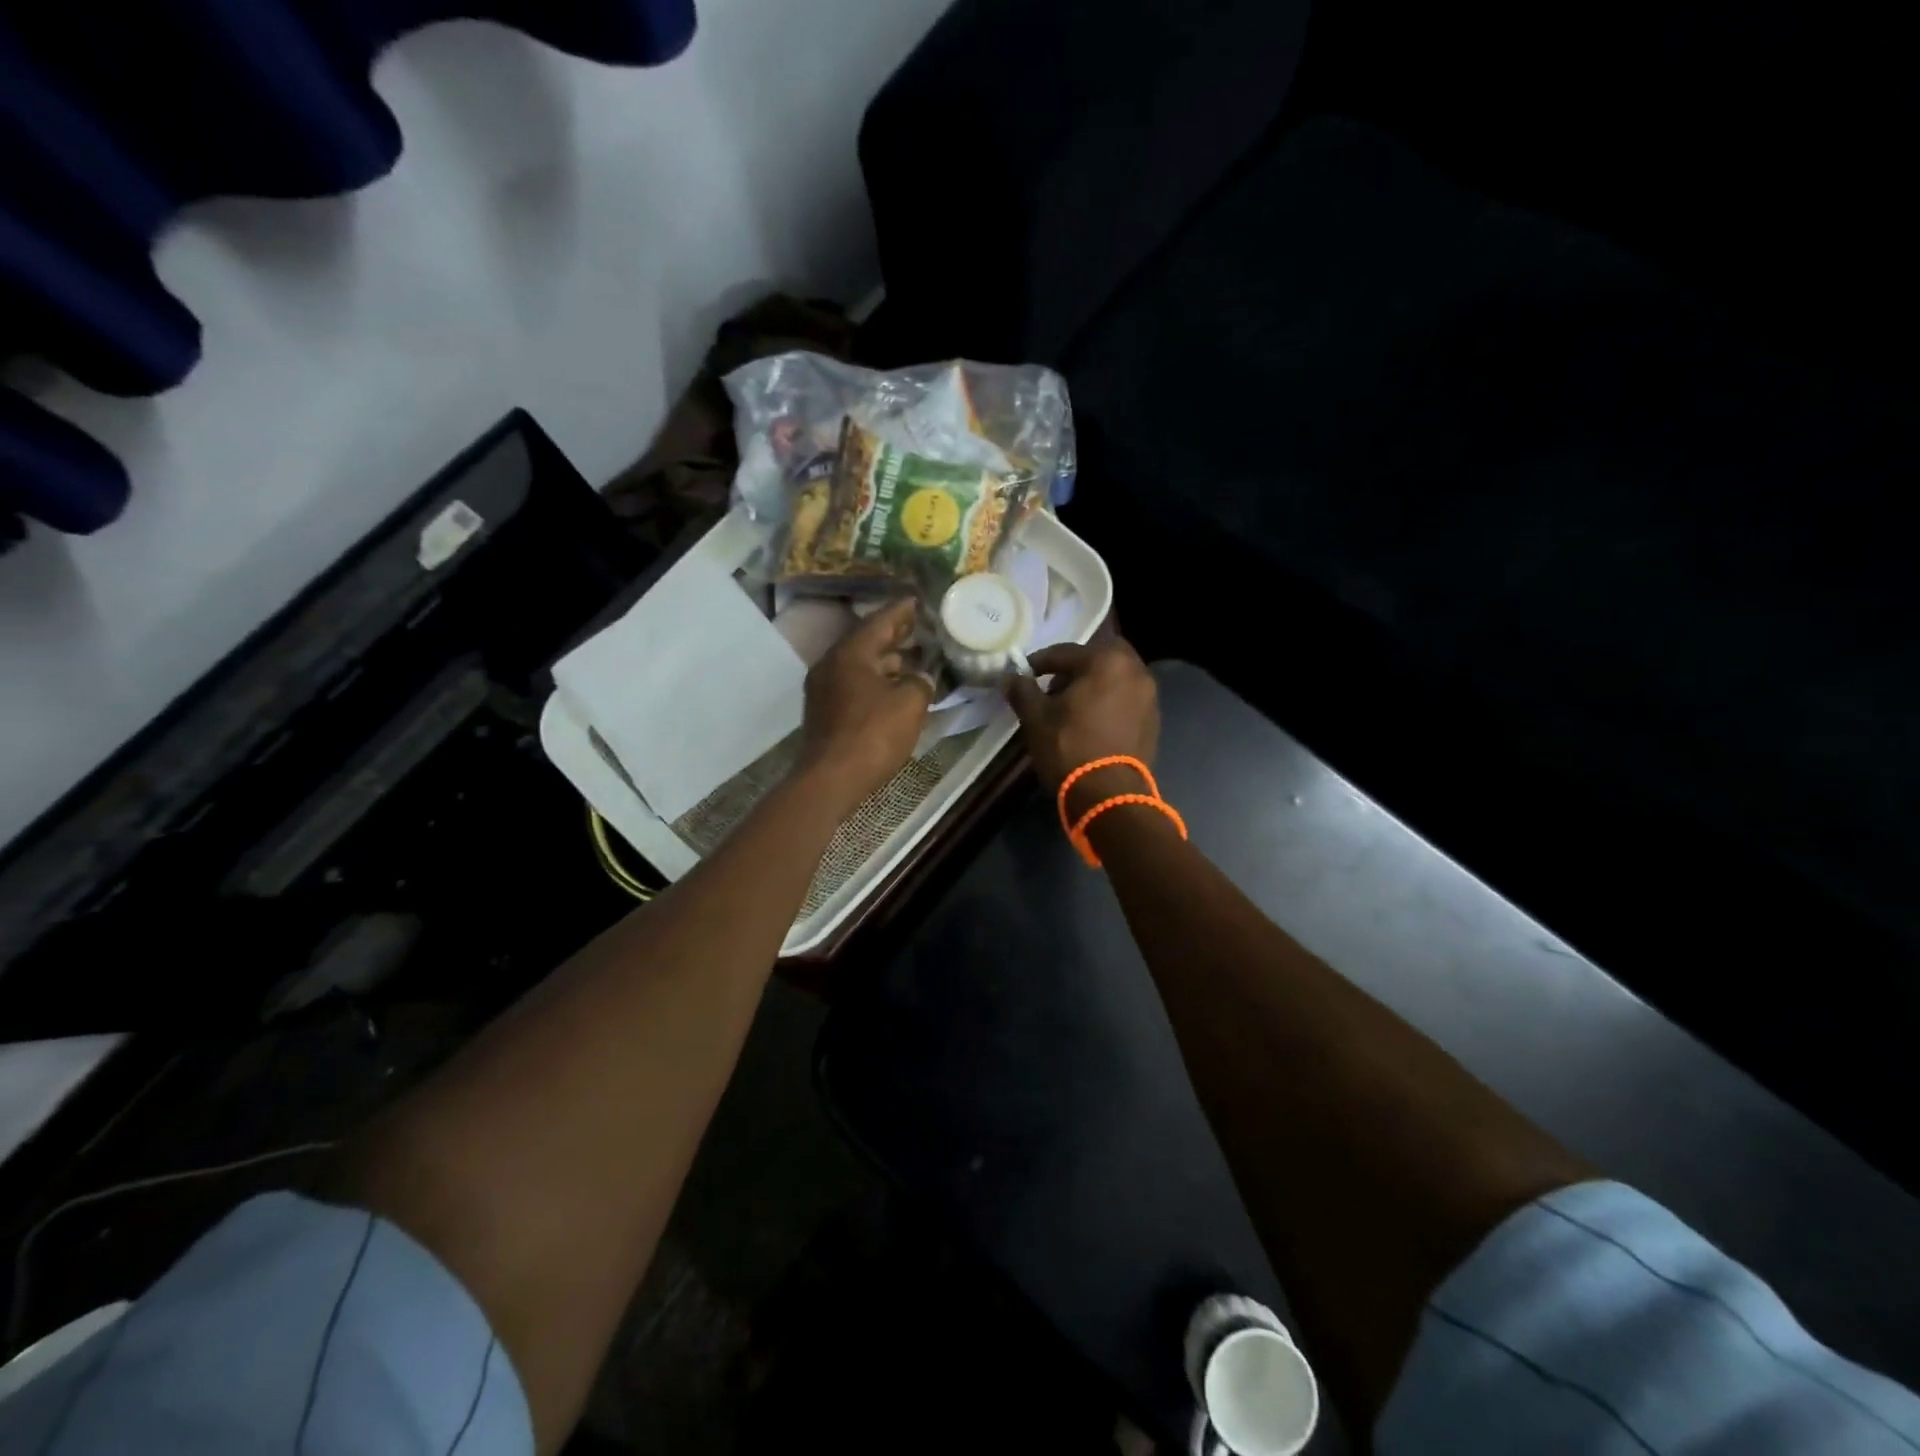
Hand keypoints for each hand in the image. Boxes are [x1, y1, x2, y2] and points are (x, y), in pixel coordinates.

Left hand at [798, 597, 932, 811]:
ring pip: (860, 665)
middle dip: (894, 635)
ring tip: (912, 658)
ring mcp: (824, 689)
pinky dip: (876, 681)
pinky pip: (854, 685)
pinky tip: (894, 689)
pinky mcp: (825, 712)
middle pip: (866, 641)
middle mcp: (832, 664)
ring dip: (886, 661)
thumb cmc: (872, 735)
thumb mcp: (910, 704)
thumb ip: (920, 683)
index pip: (879, 621)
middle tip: (918, 626)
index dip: (901, 611)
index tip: (917, 600)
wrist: (831, 779)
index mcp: (851, 653)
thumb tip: (920, 679)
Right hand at [1005, 638, 1159, 815]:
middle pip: (1100, 658)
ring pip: (1117, 678)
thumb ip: (1022, 691)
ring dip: (1095, 684)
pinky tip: (1091, 722)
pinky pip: (1127, 699)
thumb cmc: (1069, 748)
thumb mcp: (1036, 718)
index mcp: (1107, 661)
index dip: (1040, 662)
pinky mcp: (1153, 721)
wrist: (1109, 795)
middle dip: (1077, 667)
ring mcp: (1149, 697)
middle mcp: (1135, 671)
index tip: (1025, 673)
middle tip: (1055, 686)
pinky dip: (1110, 702)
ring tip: (1071, 707)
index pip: (1066, 652)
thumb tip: (1009, 677)